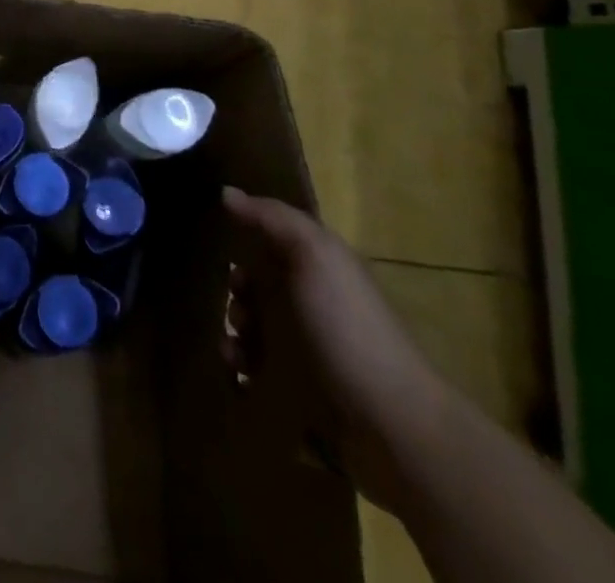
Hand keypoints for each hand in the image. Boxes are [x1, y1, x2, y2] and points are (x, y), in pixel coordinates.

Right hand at [223, 186, 448, 510]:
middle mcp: (311, 304)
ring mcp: (306, 350)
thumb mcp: (316, 255)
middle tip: (236, 307)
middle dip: (235, 292)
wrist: (391, 422)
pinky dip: (238, 365)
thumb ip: (273, 219)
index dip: (244, 238)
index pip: (272, 241)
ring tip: (233, 348)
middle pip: (258, 285)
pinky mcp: (298, 391)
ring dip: (233, 331)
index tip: (223, 247)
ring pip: (251, 327)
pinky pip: (254, 369)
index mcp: (318, 269)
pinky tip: (238, 370)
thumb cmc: (348, 327)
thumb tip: (227, 192)